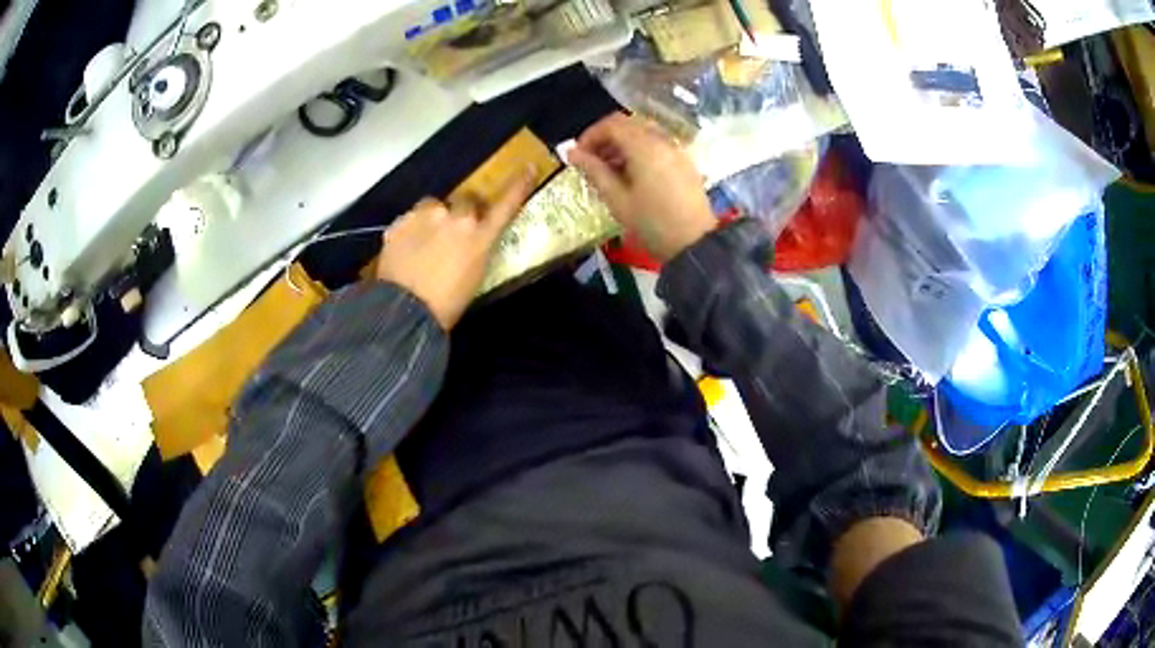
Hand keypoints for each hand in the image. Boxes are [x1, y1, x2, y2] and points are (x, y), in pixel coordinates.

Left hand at [376, 170, 534, 328]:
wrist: (404, 311)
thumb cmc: (447, 304)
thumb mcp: (475, 275)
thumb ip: (476, 247)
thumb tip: (471, 237)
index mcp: (480, 236)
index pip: (506, 205)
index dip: (518, 186)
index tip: (528, 167)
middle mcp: (456, 218)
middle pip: (464, 200)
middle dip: (461, 211)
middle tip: (452, 232)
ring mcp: (425, 217)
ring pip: (433, 205)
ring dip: (433, 217)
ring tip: (424, 242)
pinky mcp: (400, 222)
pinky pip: (409, 219)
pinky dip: (409, 231)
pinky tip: (406, 251)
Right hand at [568, 112, 715, 260]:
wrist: (695, 244)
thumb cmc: (651, 223)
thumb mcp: (617, 199)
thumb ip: (594, 171)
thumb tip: (571, 153)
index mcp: (644, 146)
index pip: (611, 124)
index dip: (590, 135)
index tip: (578, 155)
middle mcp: (662, 140)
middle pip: (628, 124)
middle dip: (606, 137)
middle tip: (592, 160)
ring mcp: (676, 150)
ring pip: (643, 132)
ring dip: (622, 143)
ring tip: (609, 169)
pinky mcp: (685, 162)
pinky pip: (658, 144)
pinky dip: (640, 150)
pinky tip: (632, 174)